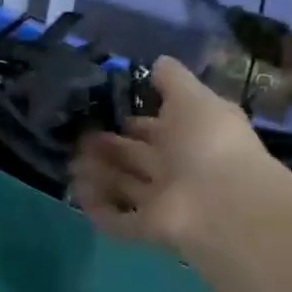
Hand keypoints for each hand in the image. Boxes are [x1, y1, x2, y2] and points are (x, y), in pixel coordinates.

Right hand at [69, 58, 268, 255]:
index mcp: (190, 137)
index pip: (156, 129)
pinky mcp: (146, 230)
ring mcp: (162, 203)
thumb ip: (173, 80)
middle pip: (135, 158)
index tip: (101, 111)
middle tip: (76, 136)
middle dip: (106, 147)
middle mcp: (176, 170)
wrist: (221, 203)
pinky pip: (116, 219)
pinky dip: (97, 206)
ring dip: (97, 174)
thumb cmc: (207, 143)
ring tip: (70, 160)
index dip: (132, 121)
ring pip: (123, 187)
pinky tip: (76, 190)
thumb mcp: (194, 98)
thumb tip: (157, 61)